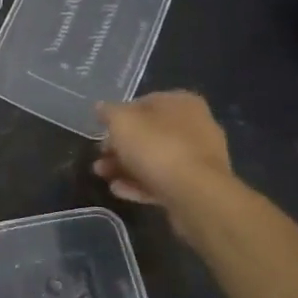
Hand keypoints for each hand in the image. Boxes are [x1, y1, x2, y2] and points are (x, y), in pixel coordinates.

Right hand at [93, 91, 232, 216]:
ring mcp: (198, 159)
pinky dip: (140, 184)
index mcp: (182, 103)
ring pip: (155, 159)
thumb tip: (101, 107)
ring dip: (125, 167)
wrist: (195, 194)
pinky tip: (119, 190)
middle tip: (99, 157)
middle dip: (120, 146)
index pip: (144, 103)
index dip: (119, 116)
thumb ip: (109, 112)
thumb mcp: (122, 122)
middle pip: (149, 134)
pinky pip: (164, 181)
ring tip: (102, 175)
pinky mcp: (197, 187)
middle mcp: (195, 126)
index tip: (102, 131)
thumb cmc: (157, 147)